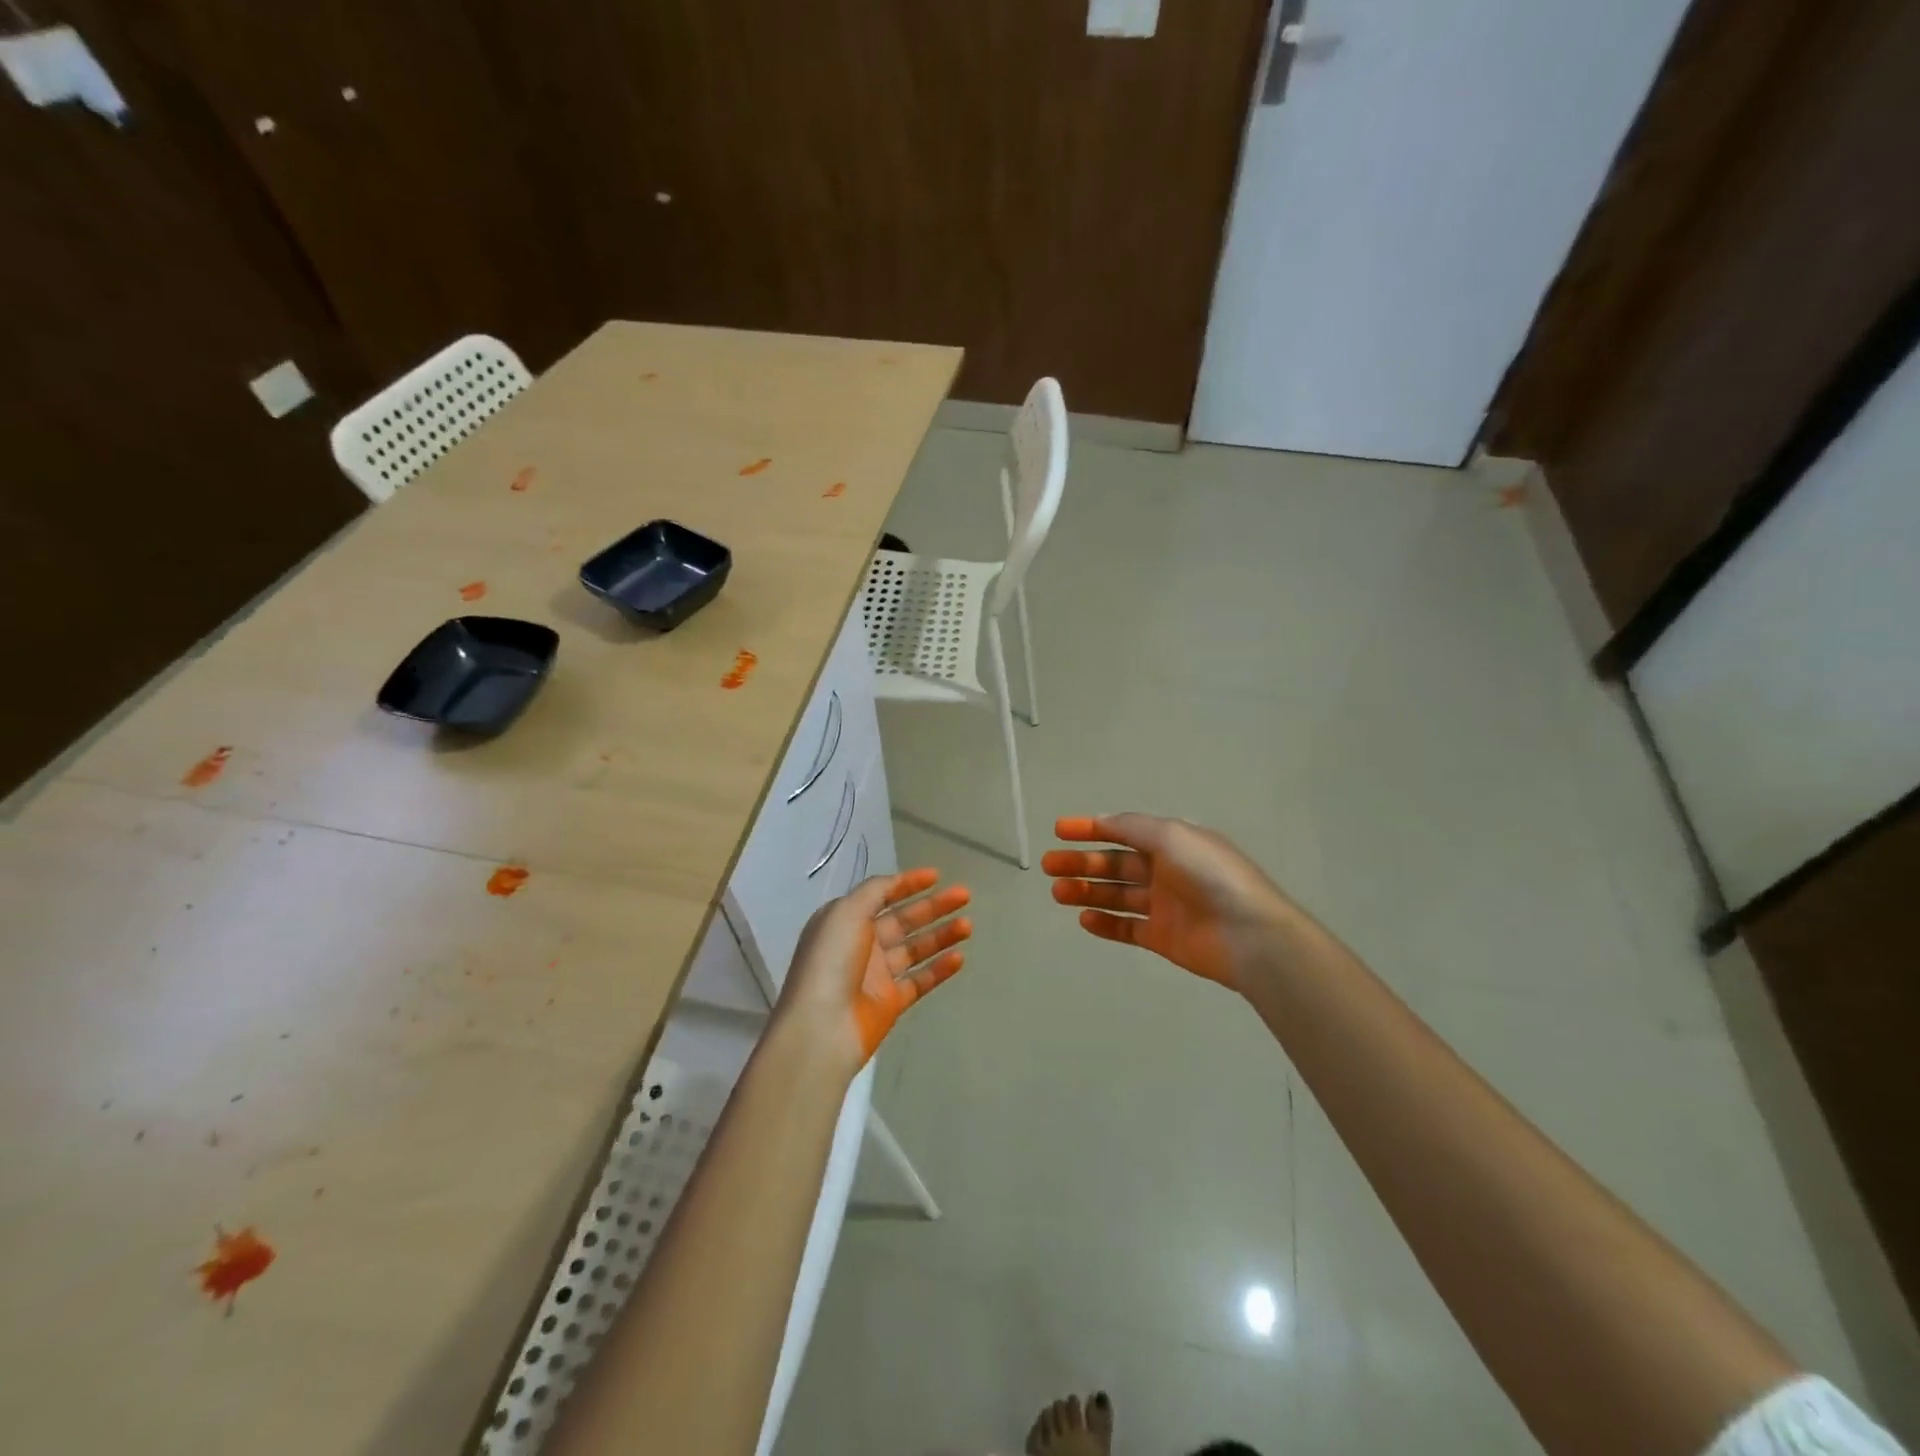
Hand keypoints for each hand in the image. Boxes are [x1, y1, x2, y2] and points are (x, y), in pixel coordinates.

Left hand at [774, 868, 972, 1071]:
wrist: (821, 1027)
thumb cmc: (831, 961)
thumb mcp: (846, 911)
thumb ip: (875, 892)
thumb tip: (896, 882)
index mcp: (845, 920)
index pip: (881, 895)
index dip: (907, 884)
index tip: (936, 876)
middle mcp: (860, 944)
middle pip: (903, 920)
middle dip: (933, 907)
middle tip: (964, 895)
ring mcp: (876, 975)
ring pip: (915, 949)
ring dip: (941, 935)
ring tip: (968, 925)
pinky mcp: (889, 1003)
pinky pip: (920, 981)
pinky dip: (939, 969)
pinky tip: (960, 957)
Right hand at [1042, 815, 1295, 989]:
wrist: (1248, 934)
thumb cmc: (1209, 875)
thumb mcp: (1170, 835)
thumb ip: (1132, 827)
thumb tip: (1102, 820)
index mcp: (1171, 841)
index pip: (1123, 830)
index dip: (1091, 828)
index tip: (1058, 830)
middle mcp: (1166, 870)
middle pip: (1115, 864)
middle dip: (1081, 862)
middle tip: (1048, 865)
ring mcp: (1164, 905)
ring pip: (1116, 895)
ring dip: (1086, 891)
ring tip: (1057, 892)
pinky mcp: (1163, 938)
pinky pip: (1127, 928)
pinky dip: (1105, 923)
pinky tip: (1083, 919)